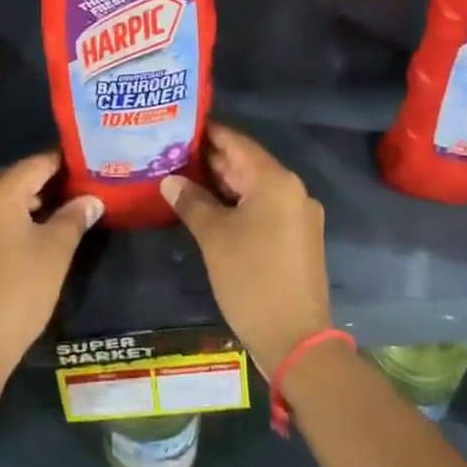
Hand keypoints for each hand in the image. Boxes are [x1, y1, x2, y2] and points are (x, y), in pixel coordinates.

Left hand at [0, 152, 100, 389]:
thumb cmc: (17, 293)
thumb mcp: (55, 251)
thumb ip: (74, 217)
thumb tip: (92, 198)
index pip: (38, 163)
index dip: (67, 162)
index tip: (93, 164)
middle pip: (19, 179)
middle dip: (52, 182)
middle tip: (87, 188)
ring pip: (6, 201)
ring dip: (35, 203)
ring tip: (70, 210)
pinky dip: (17, 220)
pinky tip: (39, 234)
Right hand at [161, 125, 331, 374]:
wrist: (296, 340)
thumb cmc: (252, 280)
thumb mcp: (214, 237)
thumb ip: (191, 202)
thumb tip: (169, 180)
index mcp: (275, 181)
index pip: (237, 142)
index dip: (208, 132)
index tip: (179, 125)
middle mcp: (292, 190)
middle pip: (246, 163)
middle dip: (210, 159)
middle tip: (172, 152)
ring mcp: (297, 215)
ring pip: (254, 187)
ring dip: (222, 182)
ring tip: (182, 176)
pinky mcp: (296, 237)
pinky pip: (263, 207)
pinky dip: (237, 203)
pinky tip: (208, 207)